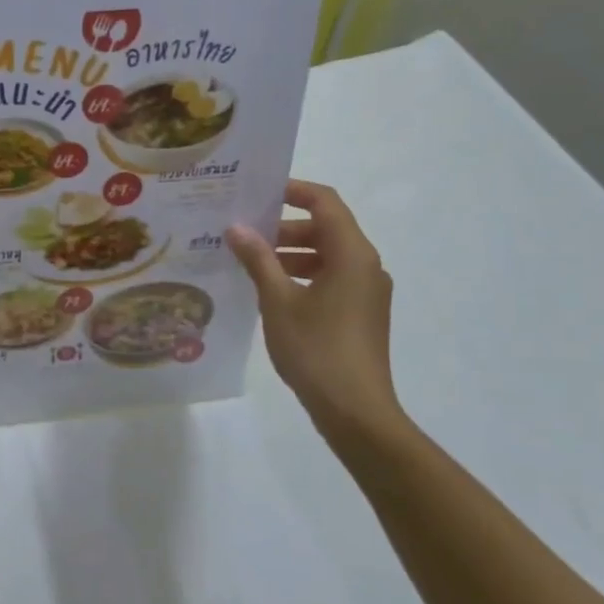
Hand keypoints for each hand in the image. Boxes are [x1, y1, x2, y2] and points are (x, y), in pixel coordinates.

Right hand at [227, 181, 408, 448]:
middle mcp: (366, 265)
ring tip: (250, 263)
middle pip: (326, 228)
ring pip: (328, 256)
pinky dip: (302, 276)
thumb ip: (258, 259)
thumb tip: (237, 227)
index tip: (258, 192)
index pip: (326, 202)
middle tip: (244, 233)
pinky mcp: (361, 314)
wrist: (356, 412)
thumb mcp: (278, 301)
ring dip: (291, 253)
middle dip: (284, 226)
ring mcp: (367, 292)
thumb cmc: (316, 349)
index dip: (293, 191)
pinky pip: (331, 279)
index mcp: (352, 254)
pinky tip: (270, 293)